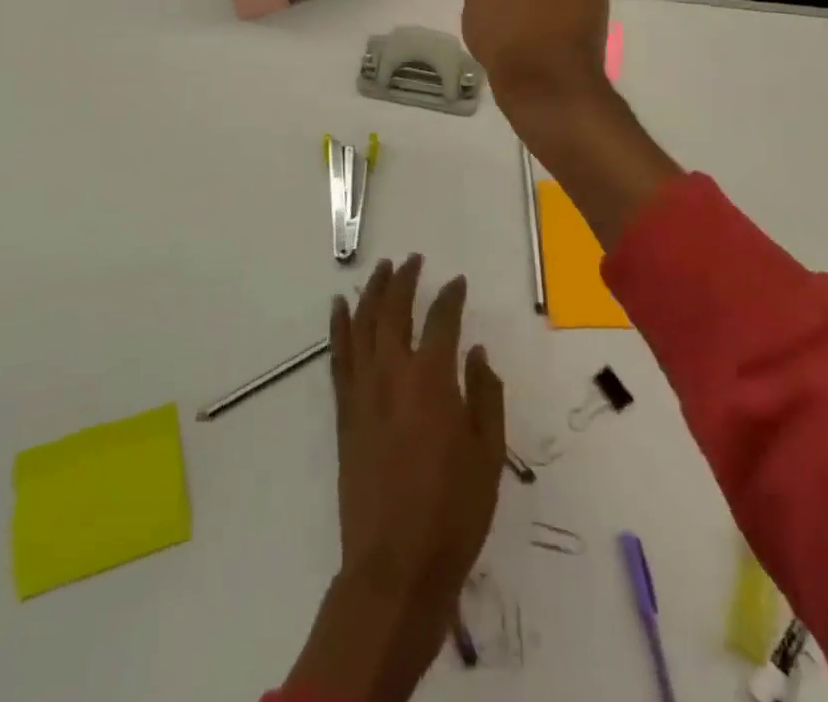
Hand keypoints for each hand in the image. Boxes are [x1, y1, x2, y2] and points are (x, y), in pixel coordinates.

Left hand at [333, 256, 503, 597]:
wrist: (395, 568)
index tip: (458, 282)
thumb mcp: (489, 454)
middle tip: (412, 259)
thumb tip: (476, 353)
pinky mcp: (344, 412)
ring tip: (379, 269)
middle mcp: (393, 373)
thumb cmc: (453, 513)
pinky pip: (338, 356)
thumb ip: (485, 395)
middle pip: (394, 310)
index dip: (451, 296)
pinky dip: (339, 326)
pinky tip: (340, 308)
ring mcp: (362, 391)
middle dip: (404, 279)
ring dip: (371, 292)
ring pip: (363, 324)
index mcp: (432, 379)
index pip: (442, 319)